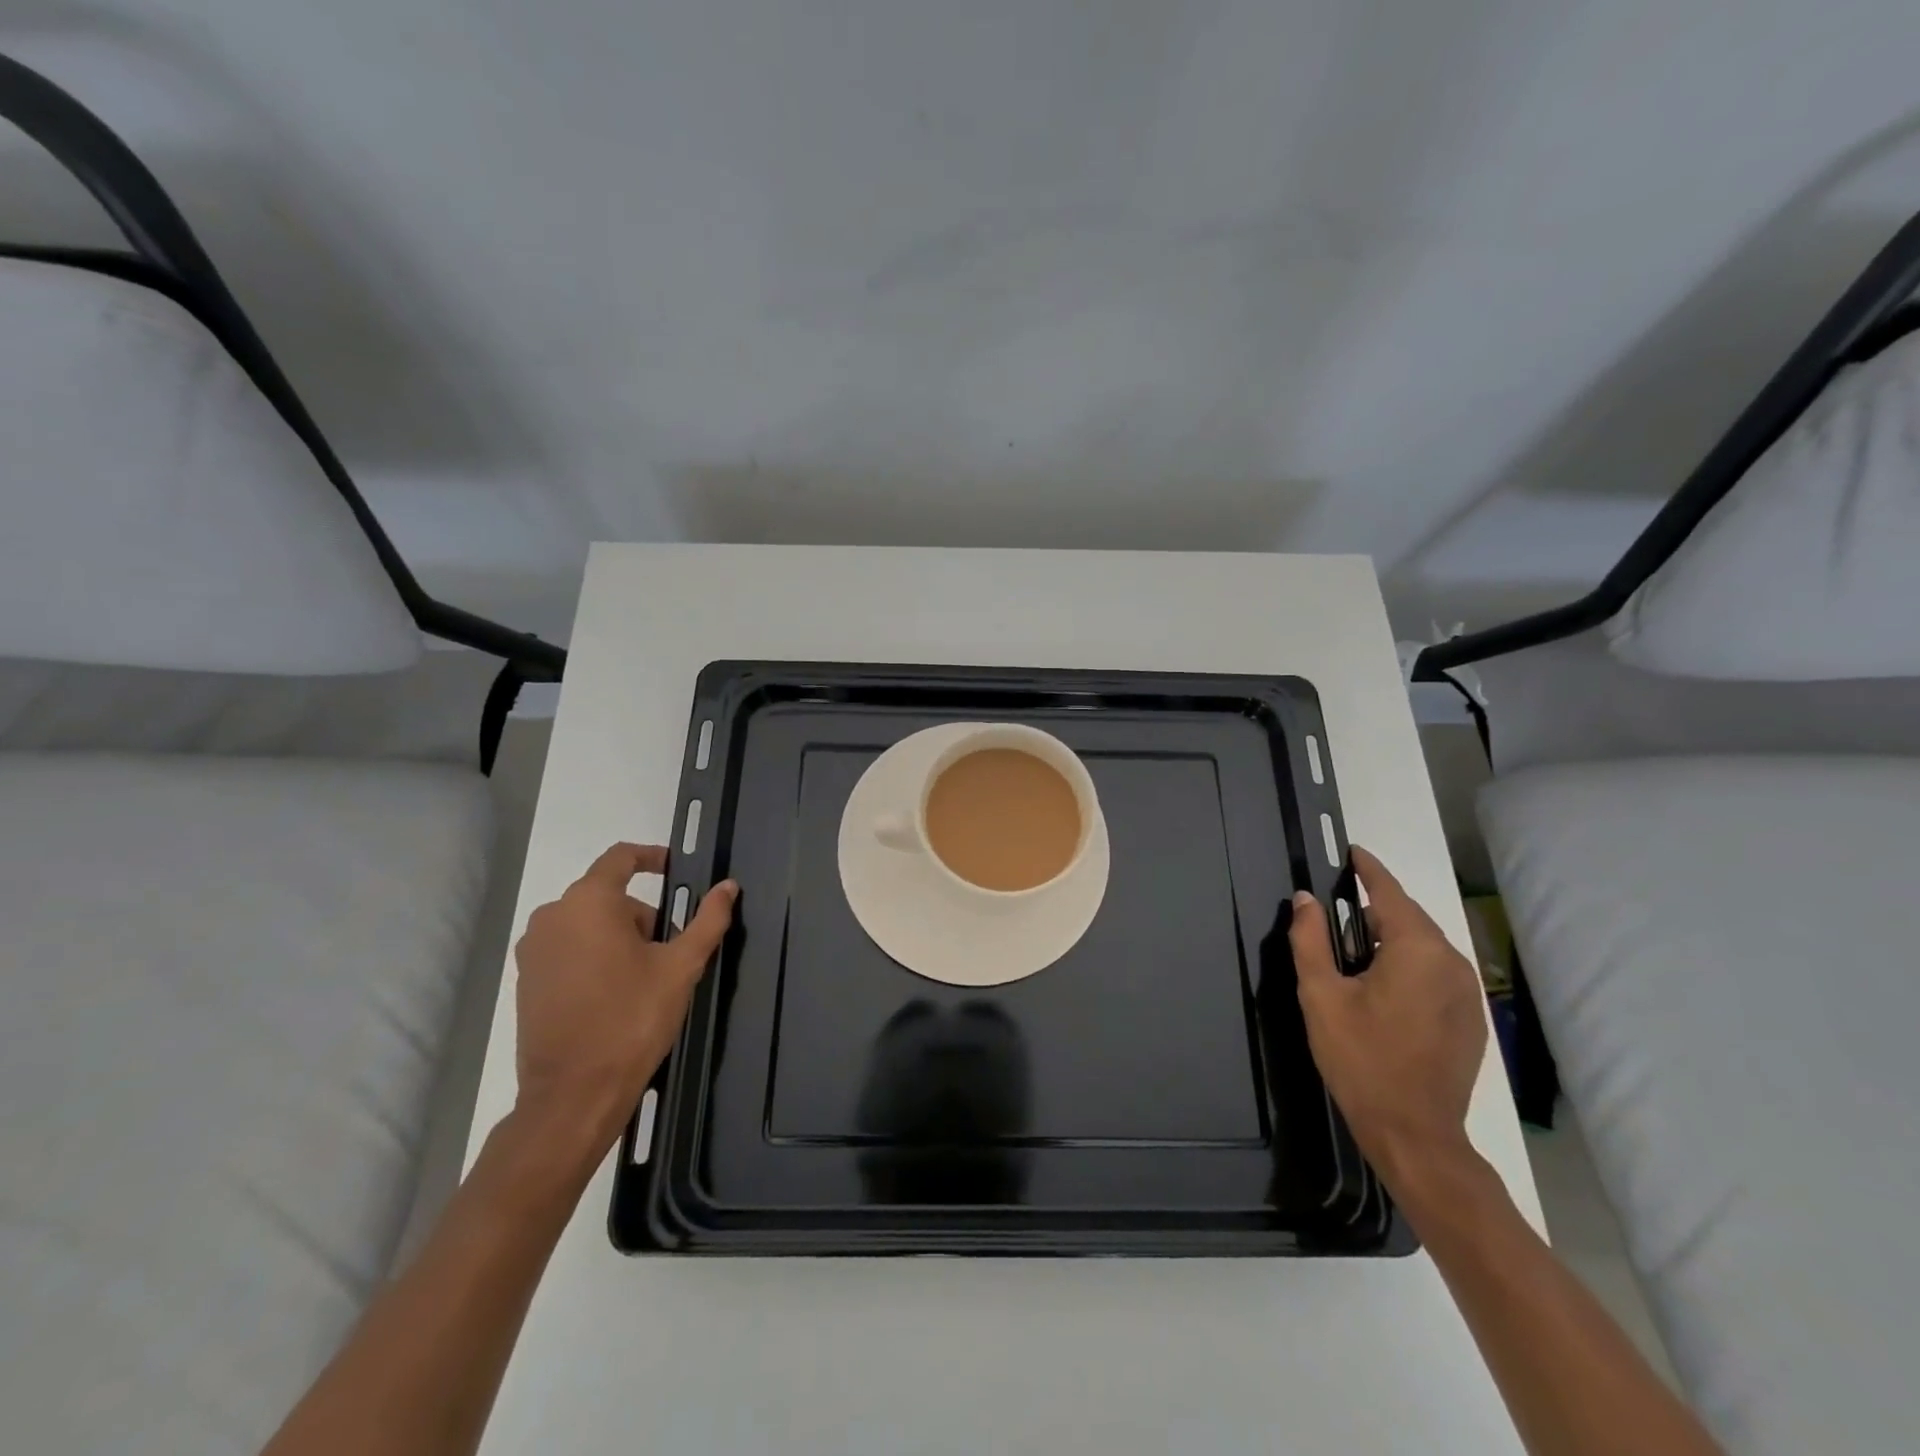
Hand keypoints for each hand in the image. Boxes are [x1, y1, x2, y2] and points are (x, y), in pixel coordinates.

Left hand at [512, 843, 736, 1159]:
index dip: (651, 857)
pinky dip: (593, 958)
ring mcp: (533, 950)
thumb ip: (707, 920)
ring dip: (618, 938)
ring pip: (588, 924)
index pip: (621, 857)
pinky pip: (568, 949)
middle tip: (669, 951)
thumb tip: (728, 887)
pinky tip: (613, 995)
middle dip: (642, 915)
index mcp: (589, 903)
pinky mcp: (526, 980)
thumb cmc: (632, 1019)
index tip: (675, 870)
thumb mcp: (681, 966)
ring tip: (643, 979)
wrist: (573, 1094)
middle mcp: (552, 916)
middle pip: (608, 897)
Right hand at [1289, 845, 1487, 1191]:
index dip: (1367, 869)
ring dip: (1391, 937)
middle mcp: (1451, 962)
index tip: (1350, 851)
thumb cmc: (1361, 1059)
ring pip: (1424, 945)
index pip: (1389, 892)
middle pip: (1409, 917)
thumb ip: (1310, 939)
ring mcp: (1467, 992)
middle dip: (1374, 907)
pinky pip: (1436, 971)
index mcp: (1417, 950)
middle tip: (1335, 912)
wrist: (1415, 1134)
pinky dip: (1409, 964)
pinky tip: (1383, 987)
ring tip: (1354, 951)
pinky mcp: (1470, 1018)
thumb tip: (1306, 899)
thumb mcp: (1321, 995)